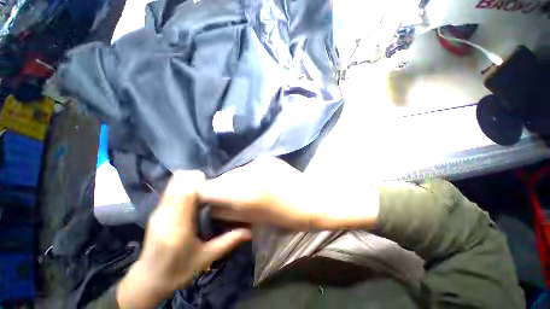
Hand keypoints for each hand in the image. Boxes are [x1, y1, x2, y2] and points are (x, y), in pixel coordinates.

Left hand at [116, 171, 250, 308]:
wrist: (148, 279)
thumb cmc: (178, 271)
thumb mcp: (206, 258)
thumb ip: (228, 241)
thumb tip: (249, 232)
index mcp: (177, 226)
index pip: (184, 192)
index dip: (198, 181)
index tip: (213, 184)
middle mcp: (165, 214)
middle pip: (177, 183)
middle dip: (195, 179)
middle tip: (211, 188)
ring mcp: (158, 211)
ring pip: (173, 184)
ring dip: (190, 182)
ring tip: (204, 192)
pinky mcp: (157, 211)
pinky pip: (171, 190)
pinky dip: (184, 187)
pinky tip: (194, 199)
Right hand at [200, 157, 379, 230]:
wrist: (315, 199)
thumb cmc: (288, 217)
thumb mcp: (255, 219)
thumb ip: (229, 211)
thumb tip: (212, 206)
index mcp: (246, 191)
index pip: (210, 188)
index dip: (205, 196)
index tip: (207, 203)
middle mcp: (249, 171)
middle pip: (222, 178)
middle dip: (220, 189)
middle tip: (226, 200)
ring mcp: (259, 162)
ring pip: (235, 172)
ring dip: (234, 182)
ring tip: (243, 192)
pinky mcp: (267, 158)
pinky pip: (248, 168)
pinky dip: (246, 177)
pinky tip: (256, 183)